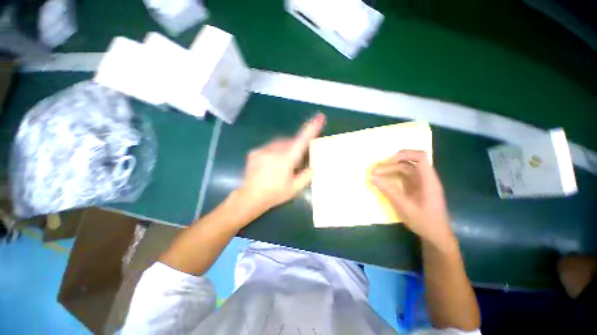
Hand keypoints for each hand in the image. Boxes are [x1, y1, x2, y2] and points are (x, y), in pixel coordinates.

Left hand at [237, 113, 325, 214]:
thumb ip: (307, 176)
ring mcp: (262, 150)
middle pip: (290, 141)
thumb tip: (314, 166)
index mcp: (285, 160)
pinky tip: (272, 163)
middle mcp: (273, 152)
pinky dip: (275, 151)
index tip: (319, 117)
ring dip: (285, 148)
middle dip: (296, 147)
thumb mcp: (295, 188)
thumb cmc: (275, 194)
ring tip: (283, 163)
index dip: (311, 129)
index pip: (301, 141)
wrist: (250, 198)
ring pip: (280, 143)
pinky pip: (270, 147)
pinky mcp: (254, 152)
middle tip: (296, 161)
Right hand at [370, 150, 453, 246]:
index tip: (388, 160)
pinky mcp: (415, 187)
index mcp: (429, 181)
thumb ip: (389, 191)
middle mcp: (425, 178)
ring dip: (390, 169)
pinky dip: (392, 176)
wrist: (436, 235)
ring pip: (405, 169)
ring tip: (376, 174)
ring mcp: (420, 183)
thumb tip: (373, 178)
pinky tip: (383, 180)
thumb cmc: (424, 222)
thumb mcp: (405, 208)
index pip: (421, 158)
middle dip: (391, 164)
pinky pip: (403, 177)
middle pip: (409, 162)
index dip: (405, 154)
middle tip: (375, 170)